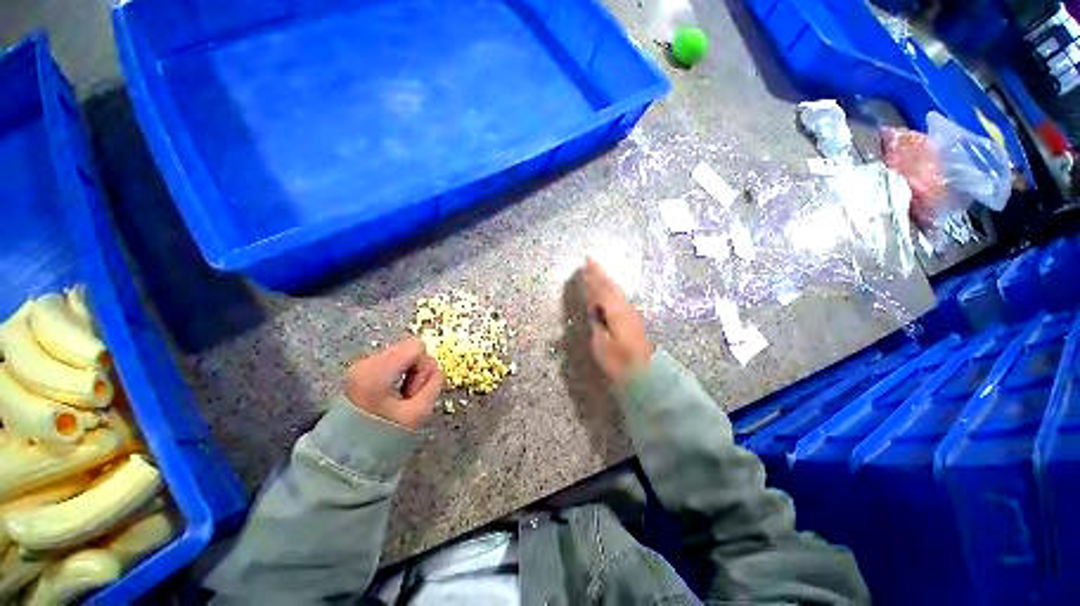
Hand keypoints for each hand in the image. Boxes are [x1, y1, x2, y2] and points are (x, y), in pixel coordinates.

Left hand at [344, 338, 443, 429]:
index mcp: (378, 371)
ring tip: (397, 399)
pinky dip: (396, 375)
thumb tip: (435, 371)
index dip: (424, 367)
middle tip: (407, 397)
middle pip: (408, 348)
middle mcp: (366, 362)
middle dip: (415, 370)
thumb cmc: (383, 436)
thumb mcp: (419, 412)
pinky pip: (390, 364)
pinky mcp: (359, 373)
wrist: (346, 458)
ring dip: (406, 373)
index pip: (416, 347)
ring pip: (400, 355)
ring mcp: (360, 366)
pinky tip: (389, 396)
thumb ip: (434, 384)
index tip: (413, 393)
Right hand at [582, 258, 653, 386]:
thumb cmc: (620, 362)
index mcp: (616, 312)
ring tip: (598, 272)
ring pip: (616, 292)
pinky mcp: (633, 321)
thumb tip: (594, 309)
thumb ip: (597, 324)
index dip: (594, 276)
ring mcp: (631, 314)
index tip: (587, 262)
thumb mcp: (602, 344)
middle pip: (611, 287)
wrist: (646, 375)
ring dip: (606, 281)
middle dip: (600, 274)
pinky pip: (619, 299)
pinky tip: (610, 291)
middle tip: (591, 262)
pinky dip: (611, 291)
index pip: (602, 289)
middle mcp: (625, 308)